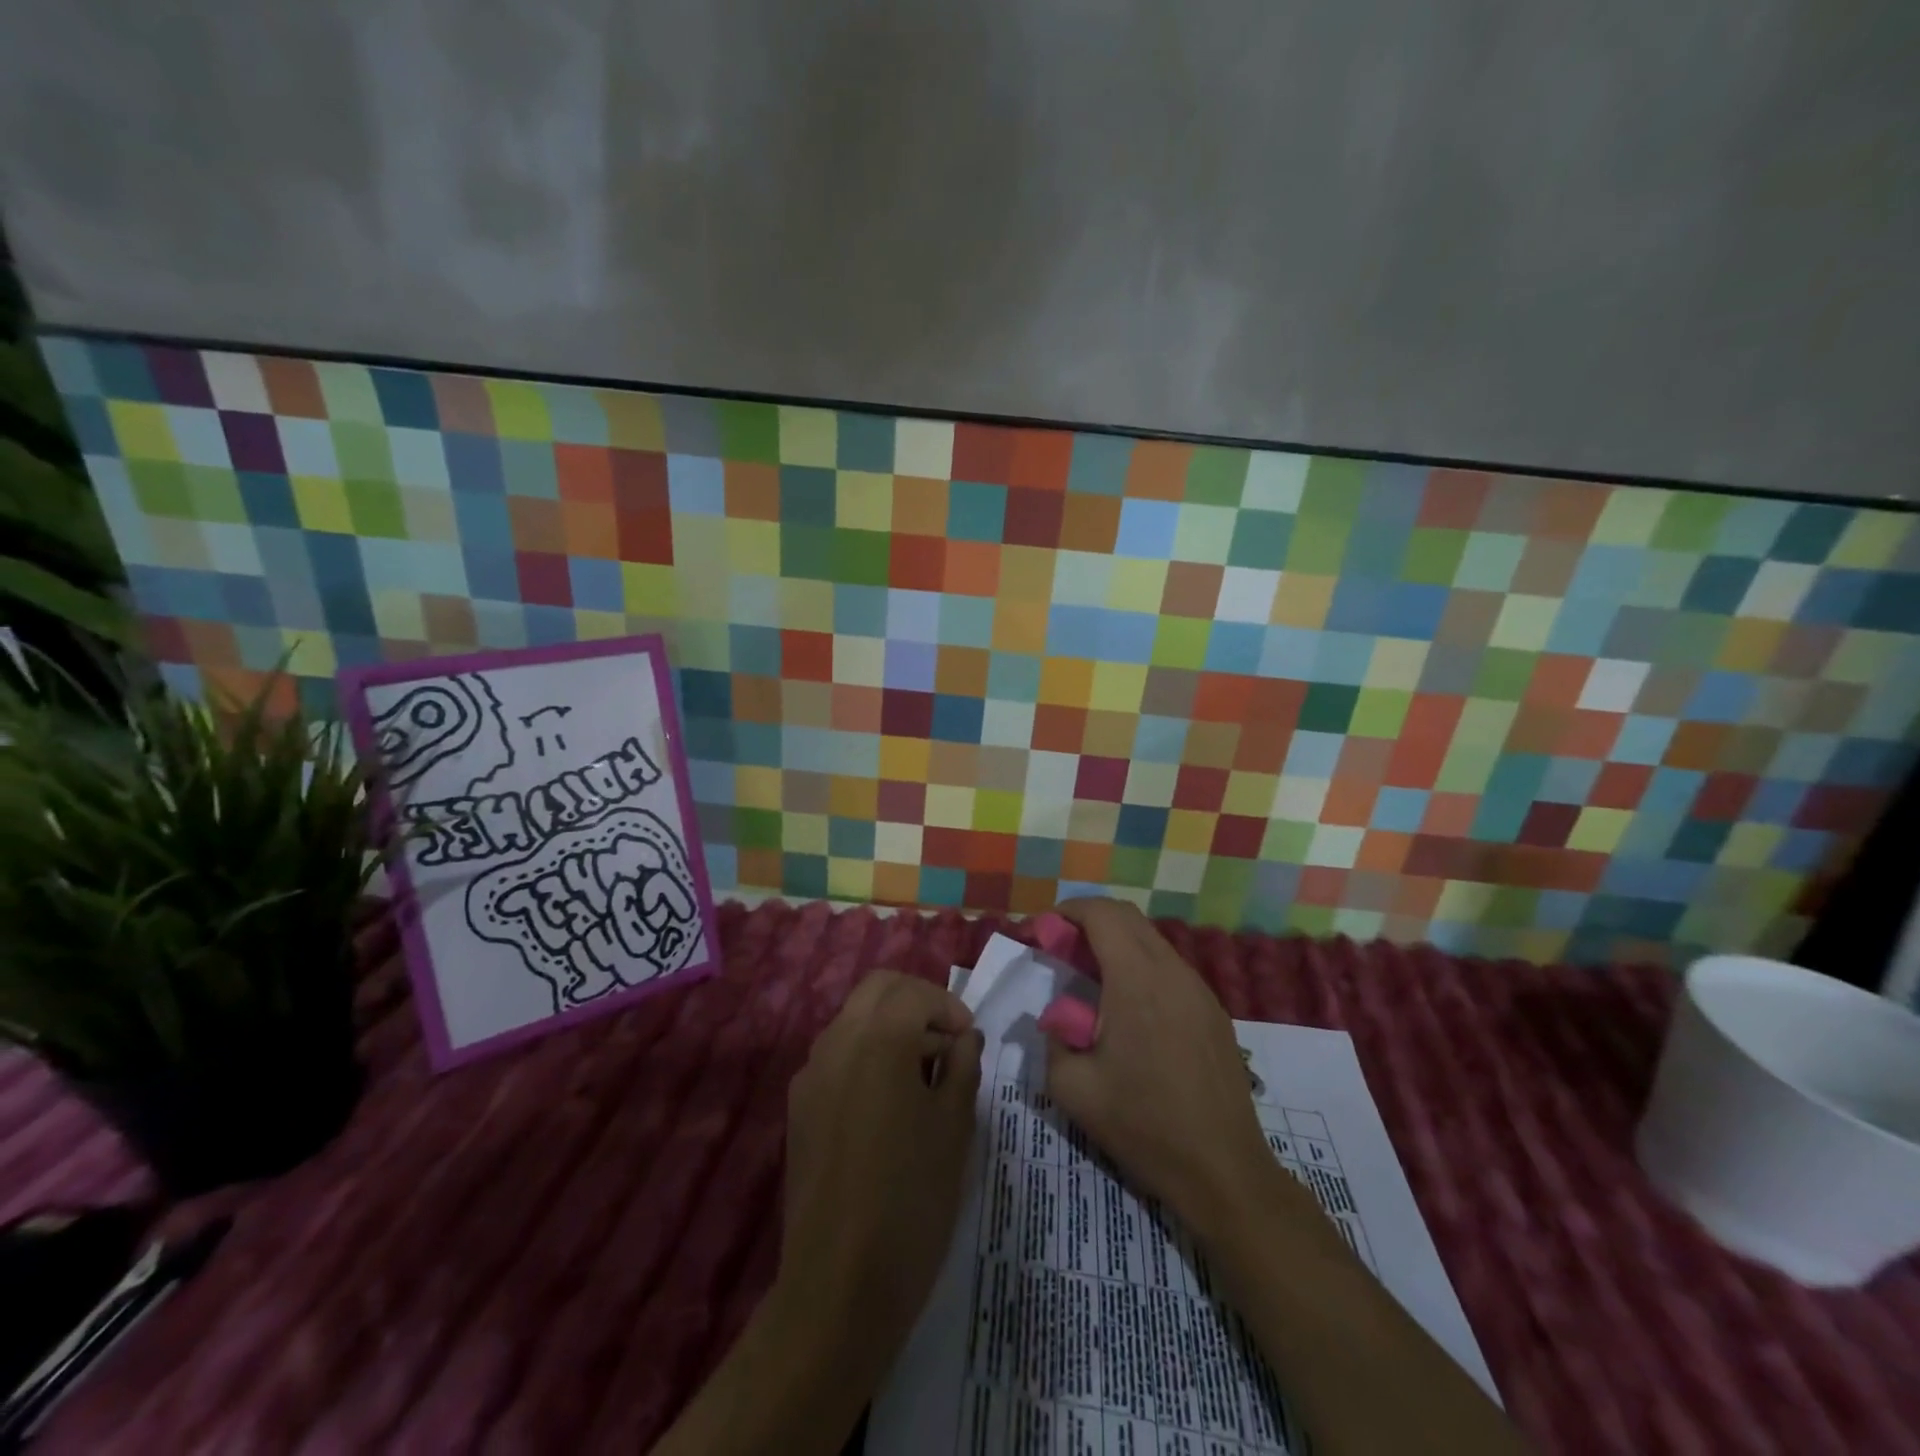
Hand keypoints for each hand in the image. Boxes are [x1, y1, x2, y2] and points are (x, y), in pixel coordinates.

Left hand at [779, 970, 983, 1355]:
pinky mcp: (798, 1106)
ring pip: (854, 1018)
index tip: (970, 1039)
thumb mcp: (955, 1127)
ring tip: (923, 1074)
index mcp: (878, 1039)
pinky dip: (866, 1054)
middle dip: (917, 1001)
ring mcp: (811, 1073)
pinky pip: (837, 1055)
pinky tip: (888, 1102)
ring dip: (890, 1026)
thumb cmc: (912, 1198)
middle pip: (878, 989)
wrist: (839, 1283)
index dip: (949, 1006)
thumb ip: (963, 1067)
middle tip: (947, 1041)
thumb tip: (964, 1038)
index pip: (915, 992)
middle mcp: (837, 1041)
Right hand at [1044, 899, 1319, 1249]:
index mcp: (1136, 980)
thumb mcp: (1072, 1088)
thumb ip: (1053, 1038)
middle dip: (1090, 921)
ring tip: (1092, 979)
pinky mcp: (1214, 1011)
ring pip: (1152, 941)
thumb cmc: (1143, 1126)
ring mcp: (1199, 989)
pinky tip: (1129, 1008)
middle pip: (1128, 917)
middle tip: (1062, 949)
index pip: (1102, 914)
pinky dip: (1141, 966)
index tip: (1044, 930)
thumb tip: (1058, 1018)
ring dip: (1117, 944)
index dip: (1069, 911)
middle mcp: (1172, 971)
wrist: (1223, 1171)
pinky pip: (1171, 968)